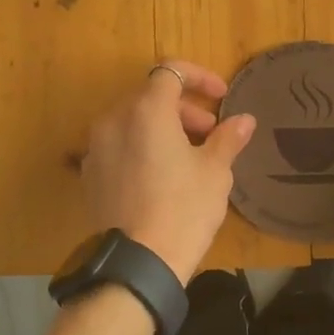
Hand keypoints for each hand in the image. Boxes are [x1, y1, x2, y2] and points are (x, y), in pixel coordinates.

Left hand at [79, 61, 256, 282]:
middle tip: (210, 132)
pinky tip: (159, 176)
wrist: (139, 263)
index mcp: (146, 110)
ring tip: (187, 156)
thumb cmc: (184, 209)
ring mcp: (96, 147)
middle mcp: (114, 120)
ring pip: (132, 121)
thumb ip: (228, 137)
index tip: (221, 97)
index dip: (199, 77)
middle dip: (184, 107)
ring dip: (162, 127)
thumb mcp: (215, 171)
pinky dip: (140, 147)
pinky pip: (117, 145)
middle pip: (150, 96)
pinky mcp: (89, 174)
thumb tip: (244, 120)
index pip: (171, 71)